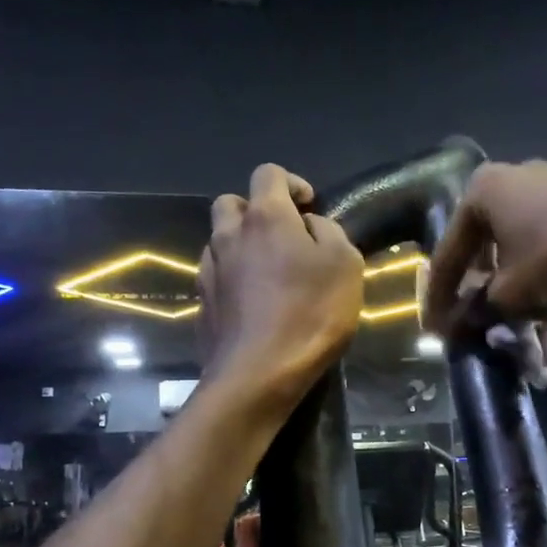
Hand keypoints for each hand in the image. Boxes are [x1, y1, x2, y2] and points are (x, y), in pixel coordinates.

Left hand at [198, 164, 364, 409]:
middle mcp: (229, 235)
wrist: (259, 373)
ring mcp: (210, 270)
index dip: (291, 182)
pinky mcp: (202, 303)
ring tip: (268, 272)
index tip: (309, 207)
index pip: (268, 173)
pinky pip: (216, 275)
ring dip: (242, 245)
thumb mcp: (345, 265)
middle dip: (256, 210)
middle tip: (283, 236)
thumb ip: (329, 232)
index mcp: (265, 218)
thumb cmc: (310, 314)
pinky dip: (232, 277)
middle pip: (232, 203)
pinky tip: (253, 301)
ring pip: (219, 240)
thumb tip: (310, 225)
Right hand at [423, 160, 546, 330]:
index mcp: (482, 193)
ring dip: (525, 310)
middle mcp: (513, 184)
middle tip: (486, 340)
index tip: (436, 333)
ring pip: (525, 263)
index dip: (440, 301)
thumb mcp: (511, 296)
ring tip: (535, 352)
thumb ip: (476, 312)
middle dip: (490, 310)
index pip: (448, 255)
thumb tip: (456, 328)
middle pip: (488, 260)